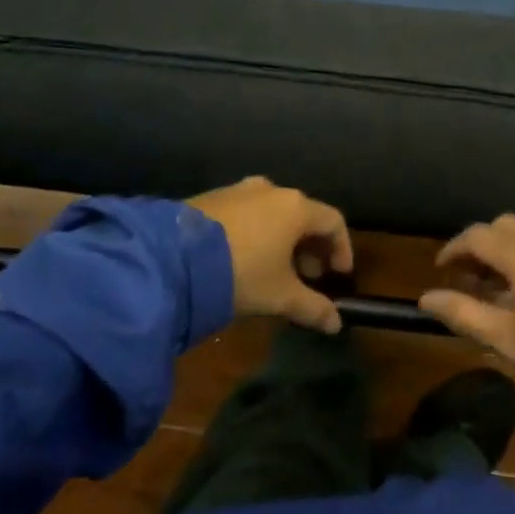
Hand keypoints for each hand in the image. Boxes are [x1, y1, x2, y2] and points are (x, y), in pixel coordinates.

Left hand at [189, 177, 351, 334]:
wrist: (173, 258)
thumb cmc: (241, 273)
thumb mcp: (280, 296)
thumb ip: (313, 308)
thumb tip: (336, 323)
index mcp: (296, 207)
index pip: (333, 221)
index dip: (342, 248)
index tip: (338, 275)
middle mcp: (272, 190)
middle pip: (304, 215)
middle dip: (311, 247)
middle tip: (307, 276)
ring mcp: (239, 190)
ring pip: (274, 212)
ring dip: (283, 239)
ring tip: (275, 269)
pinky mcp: (212, 197)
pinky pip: (247, 213)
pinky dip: (257, 232)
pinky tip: (244, 258)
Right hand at [420, 216, 514, 393]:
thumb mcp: (508, 338)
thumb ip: (464, 313)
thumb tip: (426, 299)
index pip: (475, 236)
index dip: (453, 250)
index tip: (441, 270)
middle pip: (502, 225)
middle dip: (481, 245)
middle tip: (471, 278)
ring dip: (508, 248)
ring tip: (503, 284)